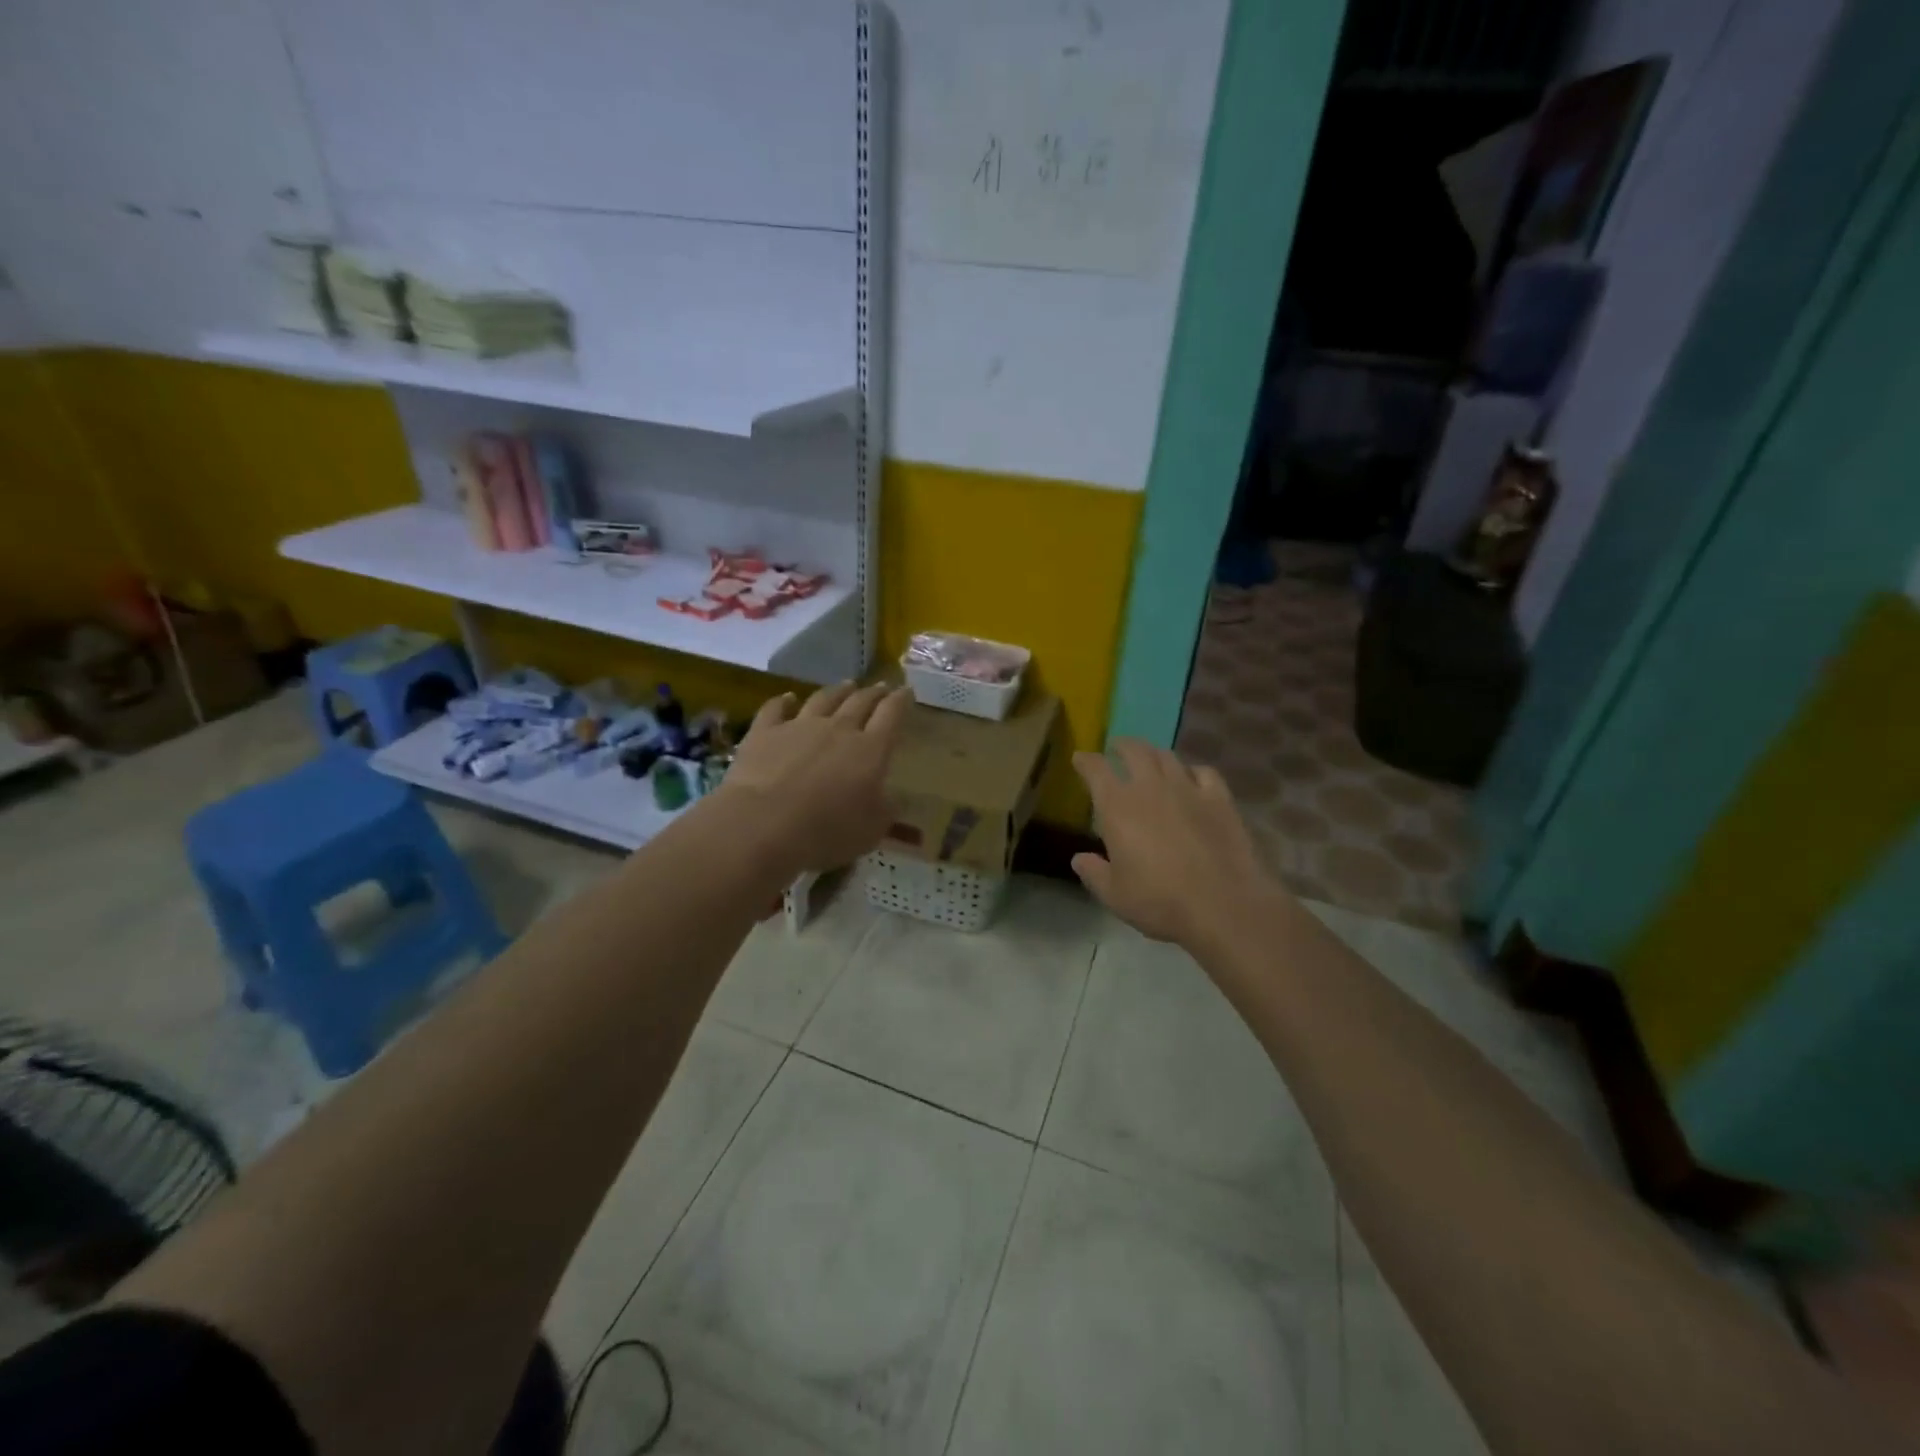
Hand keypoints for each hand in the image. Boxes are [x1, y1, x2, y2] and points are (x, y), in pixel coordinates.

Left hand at [717, 681, 911, 875]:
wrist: (763, 824)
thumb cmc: (826, 831)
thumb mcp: (871, 830)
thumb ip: (886, 810)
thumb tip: (895, 798)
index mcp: (871, 750)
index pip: (891, 715)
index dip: (901, 700)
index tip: (906, 691)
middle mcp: (838, 729)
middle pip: (860, 702)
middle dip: (873, 693)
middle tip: (880, 687)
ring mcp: (799, 726)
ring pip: (823, 700)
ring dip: (837, 691)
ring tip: (846, 685)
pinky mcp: (764, 732)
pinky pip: (775, 709)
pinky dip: (784, 701)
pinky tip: (787, 698)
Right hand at [1071, 740, 1283, 951]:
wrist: (1222, 904)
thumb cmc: (1159, 901)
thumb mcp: (1114, 895)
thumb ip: (1093, 873)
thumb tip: (1079, 859)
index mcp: (1117, 807)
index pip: (1096, 769)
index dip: (1085, 761)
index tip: (1080, 759)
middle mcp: (1150, 787)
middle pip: (1134, 751)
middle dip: (1122, 746)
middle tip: (1116, 748)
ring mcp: (1188, 789)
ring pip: (1167, 757)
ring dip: (1154, 753)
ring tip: (1150, 759)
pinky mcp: (1220, 799)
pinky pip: (1204, 772)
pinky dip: (1192, 771)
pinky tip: (1192, 778)